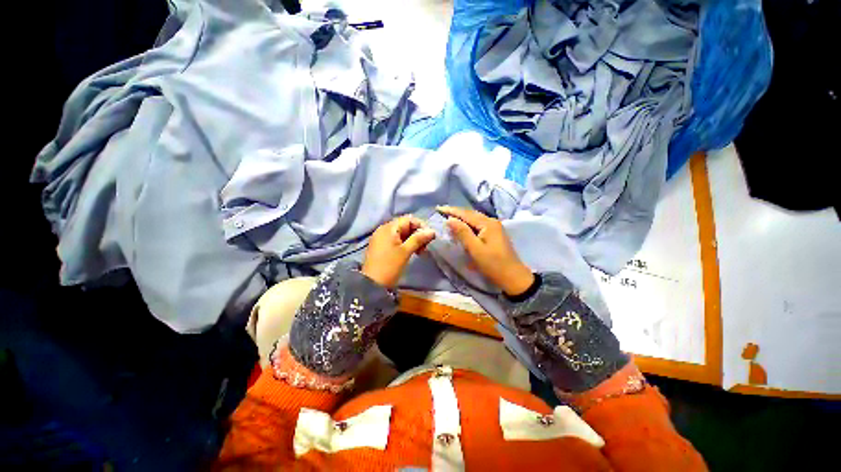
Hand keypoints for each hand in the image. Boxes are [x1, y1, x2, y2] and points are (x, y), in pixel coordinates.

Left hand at [361, 215, 435, 287]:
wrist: (372, 284)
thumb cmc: (390, 266)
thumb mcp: (406, 251)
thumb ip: (418, 239)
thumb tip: (432, 231)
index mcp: (388, 228)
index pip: (408, 219)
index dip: (421, 226)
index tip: (430, 236)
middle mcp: (383, 229)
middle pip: (405, 226)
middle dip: (417, 234)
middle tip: (426, 246)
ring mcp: (381, 238)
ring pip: (401, 234)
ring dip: (413, 240)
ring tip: (420, 251)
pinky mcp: (381, 246)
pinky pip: (396, 240)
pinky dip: (405, 244)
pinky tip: (412, 252)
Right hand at [437, 206, 534, 296]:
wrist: (513, 278)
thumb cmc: (493, 264)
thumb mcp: (475, 249)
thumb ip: (462, 233)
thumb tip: (450, 219)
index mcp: (488, 223)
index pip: (466, 213)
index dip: (451, 211)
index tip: (438, 208)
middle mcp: (492, 221)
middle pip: (471, 214)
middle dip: (456, 212)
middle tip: (441, 212)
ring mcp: (494, 227)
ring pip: (474, 219)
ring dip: (461, 218)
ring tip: (448, 218)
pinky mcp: (494, 234)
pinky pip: (478, 225)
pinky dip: (468, 225)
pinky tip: (462, 227)